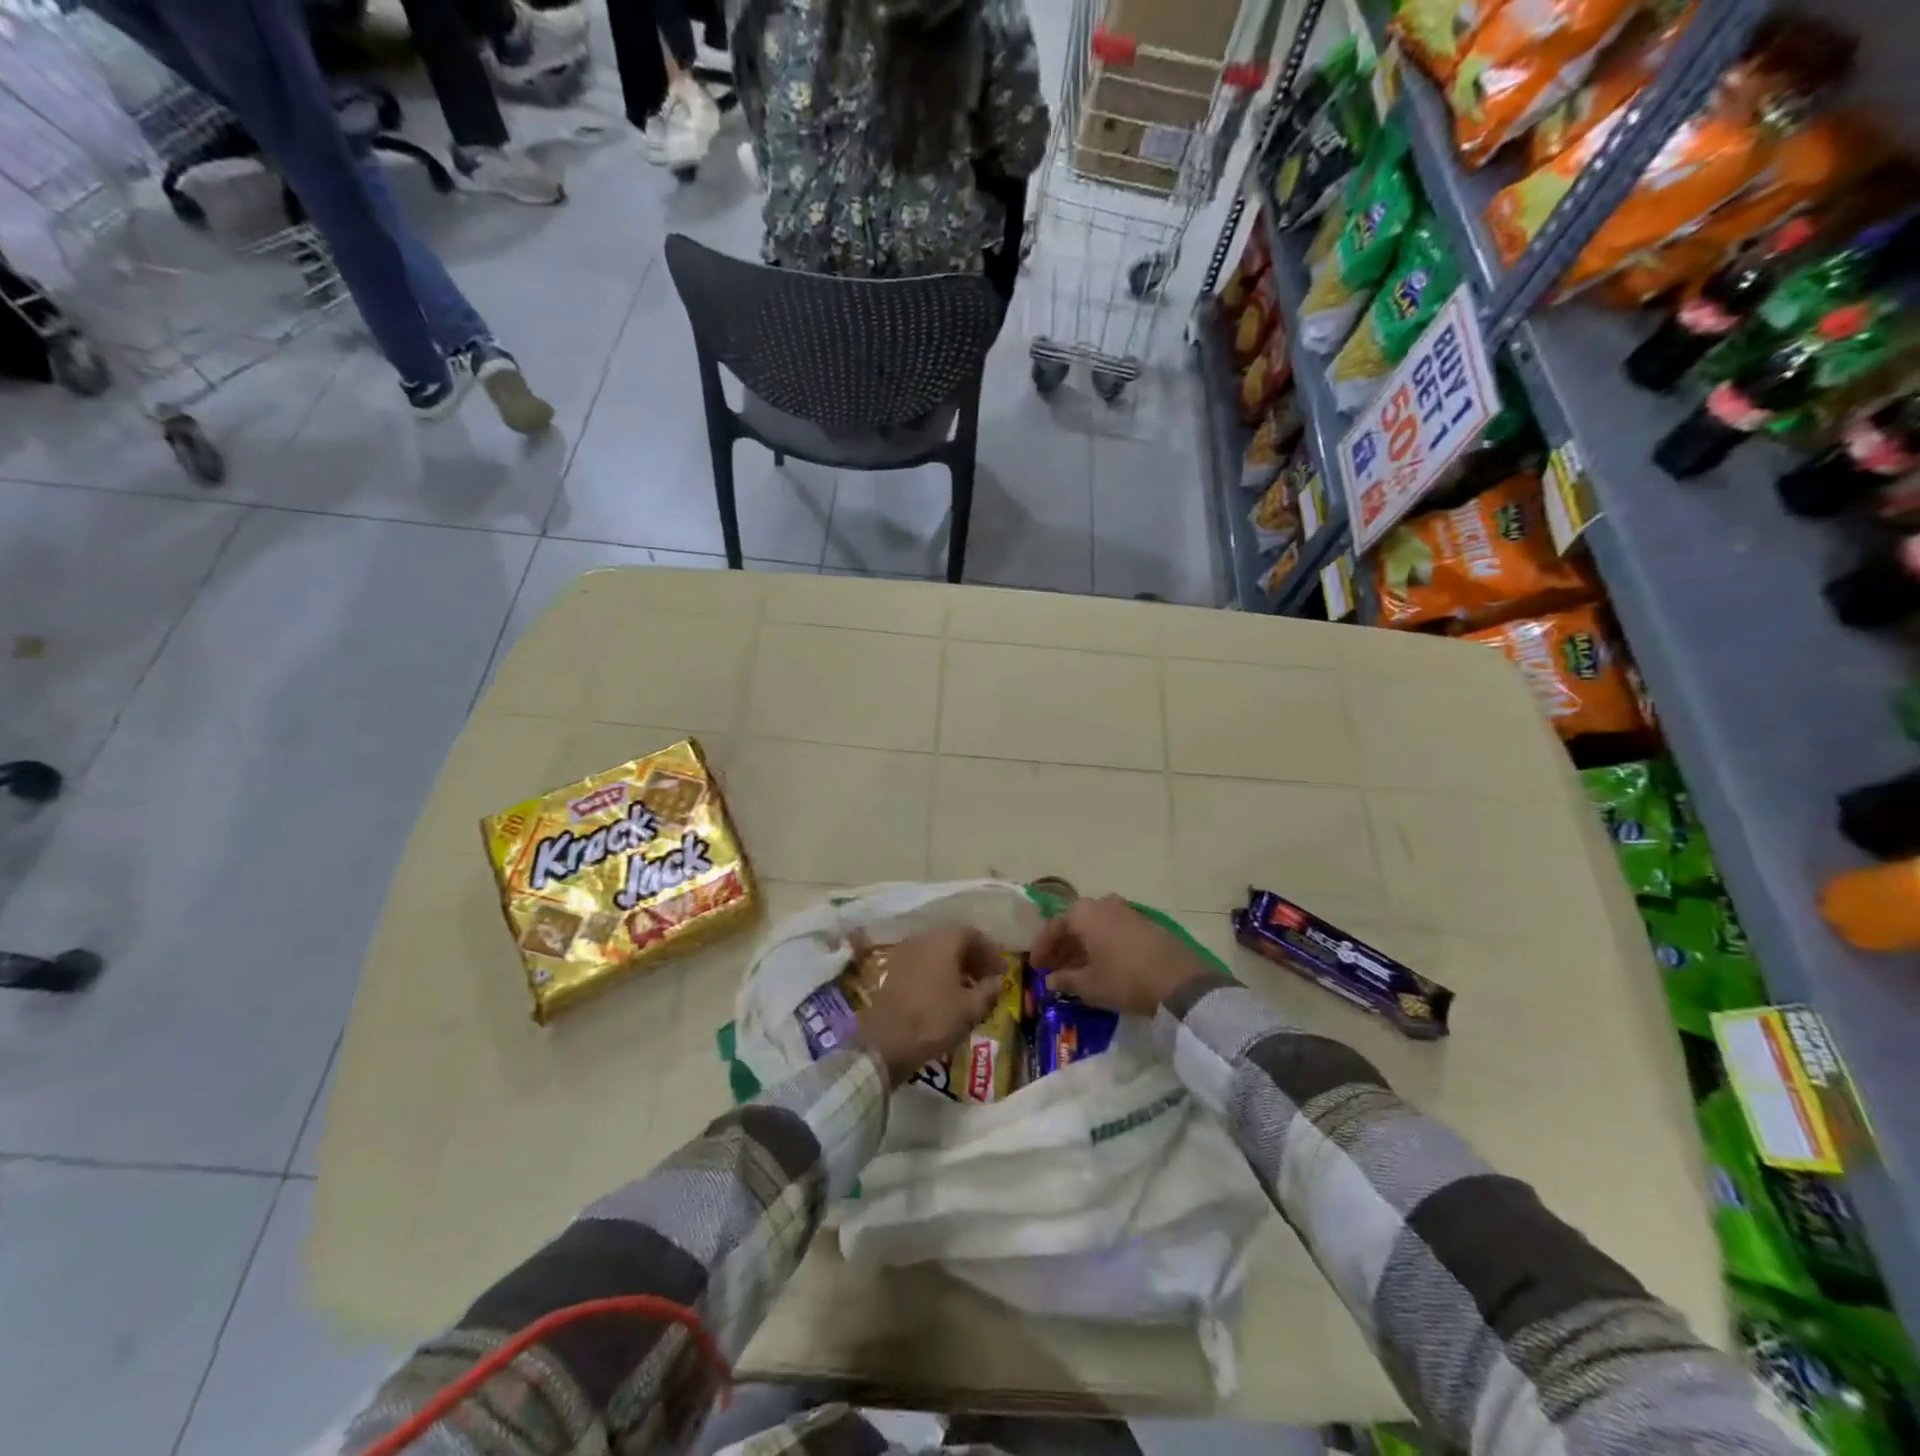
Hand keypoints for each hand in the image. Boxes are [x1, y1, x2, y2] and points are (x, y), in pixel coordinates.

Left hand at [856, 926, 1004, 1086]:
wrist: (886, 1041)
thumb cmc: (934, 1019)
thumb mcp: (970, 1008)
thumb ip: (988, 990)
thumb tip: (997, 981)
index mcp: (943, 940)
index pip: (973, 934)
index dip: (990, 951)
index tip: (1002, 970)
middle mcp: (923, 939)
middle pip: (954, 941)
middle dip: (974, 957)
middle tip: (988, 978)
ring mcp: (904, 953)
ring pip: (937, 952)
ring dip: (956, 965)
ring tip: (970, 988)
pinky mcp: (893, 970)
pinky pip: (923, 963)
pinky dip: (939, 972)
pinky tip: (947, 994)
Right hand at [1029, 894, 1210, 1017]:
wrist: (1179, 981)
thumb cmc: (1124, 979)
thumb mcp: (1089, 985)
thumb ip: (1065, 980)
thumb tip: (1051, 980)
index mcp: (1084, 913)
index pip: (1054, 927)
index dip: (1042, 948)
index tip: (1035, 967)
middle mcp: (1103, 904)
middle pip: (1075, 924)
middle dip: (1062, 947)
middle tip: (1053, 970)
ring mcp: (1127, 911)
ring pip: (1095, 927)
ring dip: (1082, 947)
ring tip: (1075, 971)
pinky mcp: (1145, 923)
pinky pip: (1113, 931)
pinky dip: (1102, 946)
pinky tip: (1101, 966)